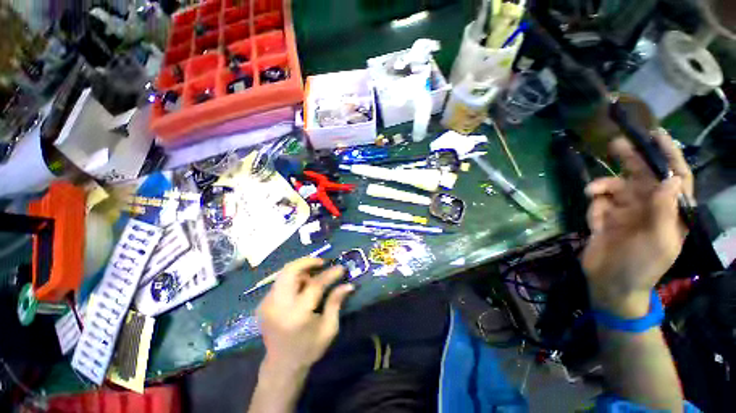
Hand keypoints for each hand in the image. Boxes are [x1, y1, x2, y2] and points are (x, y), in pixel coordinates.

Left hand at [257, 257, 353, 373]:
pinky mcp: (263, 303)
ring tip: (314, 275)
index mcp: (297, 315)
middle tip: (323, 263)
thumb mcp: (328, 329)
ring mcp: (267, 304)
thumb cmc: (309, 349)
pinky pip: (280, 281)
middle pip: (290, 271)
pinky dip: (293, 277)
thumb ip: (336, 303)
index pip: (315, 285)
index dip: (330, 274)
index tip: (341, 268)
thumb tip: (348, 285)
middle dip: (308, 262)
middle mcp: (278, 306)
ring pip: (284, 273)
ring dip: (301, 269)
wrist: (281, 366)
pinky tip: (302, 285)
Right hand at [581, 130, 693, 317]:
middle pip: (641, 176)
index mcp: (669, 212)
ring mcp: (625, 213)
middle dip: (630, 159)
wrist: (611, 284)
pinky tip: (594, 220)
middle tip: (615, 143)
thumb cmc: (643, 266)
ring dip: (602, 186)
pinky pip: (598, 204)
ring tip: (591, 191)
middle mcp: (648, 207)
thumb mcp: (659, 241)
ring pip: (615, 188)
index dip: (669, 156)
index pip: (675, 178)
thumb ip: (664, 210)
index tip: (657, 136)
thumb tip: (671, 178)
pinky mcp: (604, 219)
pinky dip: (595, 207)